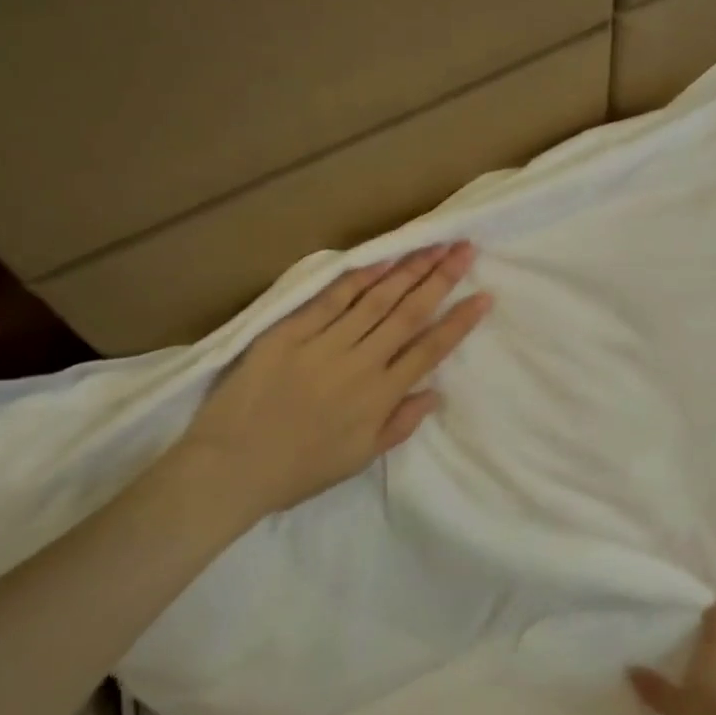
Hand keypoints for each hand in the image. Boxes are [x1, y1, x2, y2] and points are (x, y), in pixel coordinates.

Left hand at [176, 242, 491, 519]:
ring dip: (408, 270)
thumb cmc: (299, 470)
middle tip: (465, 249)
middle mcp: (360, 363)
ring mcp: (325, 344)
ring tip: (432, 244)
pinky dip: (358, 278)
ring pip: (376, 299)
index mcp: (380, 396)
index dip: (460, 321)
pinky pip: (331, 299)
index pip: (430, 350)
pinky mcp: (291, 332)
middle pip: (408, 313)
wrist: (231, 466)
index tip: (484, 296)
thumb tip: (434, 393)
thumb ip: (400, 425)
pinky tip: (381, 259)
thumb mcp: (359, 459)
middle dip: (441, 279)